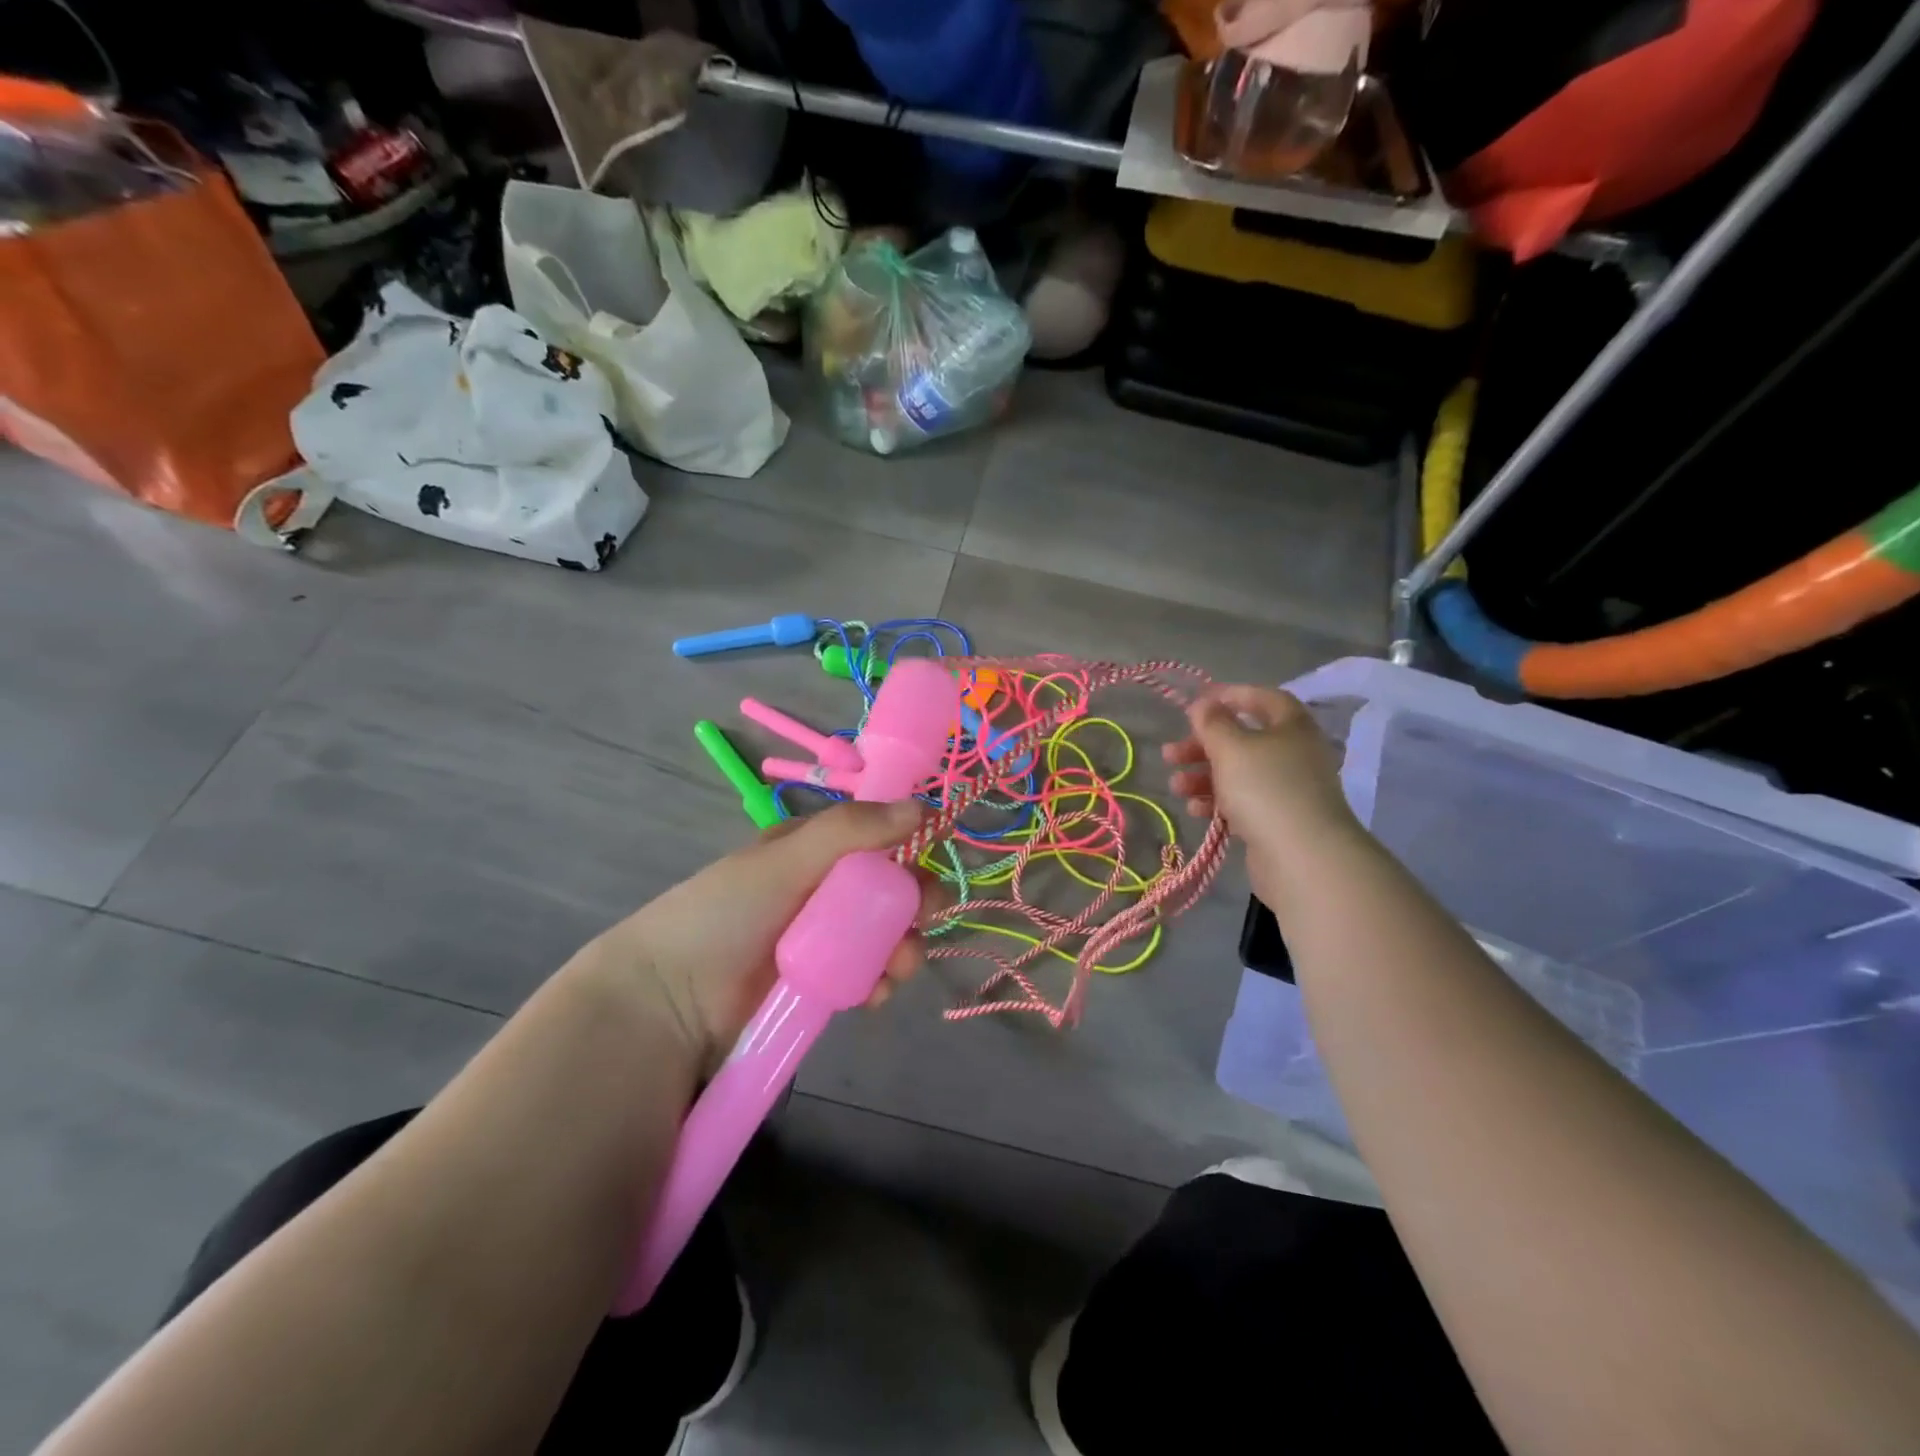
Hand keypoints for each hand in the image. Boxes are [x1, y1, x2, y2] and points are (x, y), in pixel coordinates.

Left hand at [579, 801, 935, 1073]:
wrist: (670, 1002)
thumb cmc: (726, 913)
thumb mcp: (786, 860)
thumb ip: (852, 830)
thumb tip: (923, 806)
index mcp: (810, 850)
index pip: (873, 835)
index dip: (908, 840)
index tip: (938, 849)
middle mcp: (821, 890)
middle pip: (887, 888)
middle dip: (914, 900)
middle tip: (925, 915)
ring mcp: (822, 940)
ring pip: (884, 935)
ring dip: (904, 946)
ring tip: (897, 966)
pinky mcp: (822, 985)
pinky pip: (867, 976)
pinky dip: (880, 981)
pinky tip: (877, 992)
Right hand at [1161, 684, 1357, 888]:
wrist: (1302, 857)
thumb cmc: (1265, 788)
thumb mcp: (1231, 747)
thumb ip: (1213, 723)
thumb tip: (1204, 704)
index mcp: (1292, 727)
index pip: (1264, 699)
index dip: (1232, 695)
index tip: (1199, 703)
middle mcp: (1294, 754)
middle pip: (1243, 740)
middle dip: (1203, 745)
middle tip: (1170, 754)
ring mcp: (1287, 790)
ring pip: (1238, 774)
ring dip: (1203, 776)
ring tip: (1175, 786)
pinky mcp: (1277, 820)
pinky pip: (1242, 802)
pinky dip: (1217, 802)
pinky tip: (1195, 809)